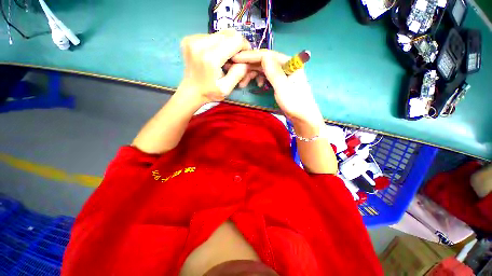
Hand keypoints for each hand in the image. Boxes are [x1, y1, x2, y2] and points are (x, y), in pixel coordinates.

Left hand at [179, 29, 251, 103]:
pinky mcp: (189, 39)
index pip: (235, 40)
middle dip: (236, 45)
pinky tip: (215, 55)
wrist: (191, 91)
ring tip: (224, 58)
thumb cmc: (209, 92)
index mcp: (210, 58)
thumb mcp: (227, 88)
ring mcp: (192, 39)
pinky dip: (217, 44)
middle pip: (228, 33)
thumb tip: (245, 59)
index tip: (244, 56)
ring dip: (227, 44)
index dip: (244, 46)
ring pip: (220, 33)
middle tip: (235, 59)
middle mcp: (199, 44)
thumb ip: (238, 73)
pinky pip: (211, 35)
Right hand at [232, 50, 323, 127]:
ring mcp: (282, 73)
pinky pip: (266, 76)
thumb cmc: (295, 103)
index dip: (250, 56)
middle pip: (264, 61)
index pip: (267, 55)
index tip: (235, 58)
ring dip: (252, 74)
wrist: (302, 117)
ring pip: (264, 69)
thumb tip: (264, 56)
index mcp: (289, 62)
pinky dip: (259, 79)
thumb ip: (274, 72)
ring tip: (244, 83)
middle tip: (236, 74)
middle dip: (249, 67)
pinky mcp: (280, 81)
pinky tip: (257, 85)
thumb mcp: (283, 88)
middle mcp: (286, 65)